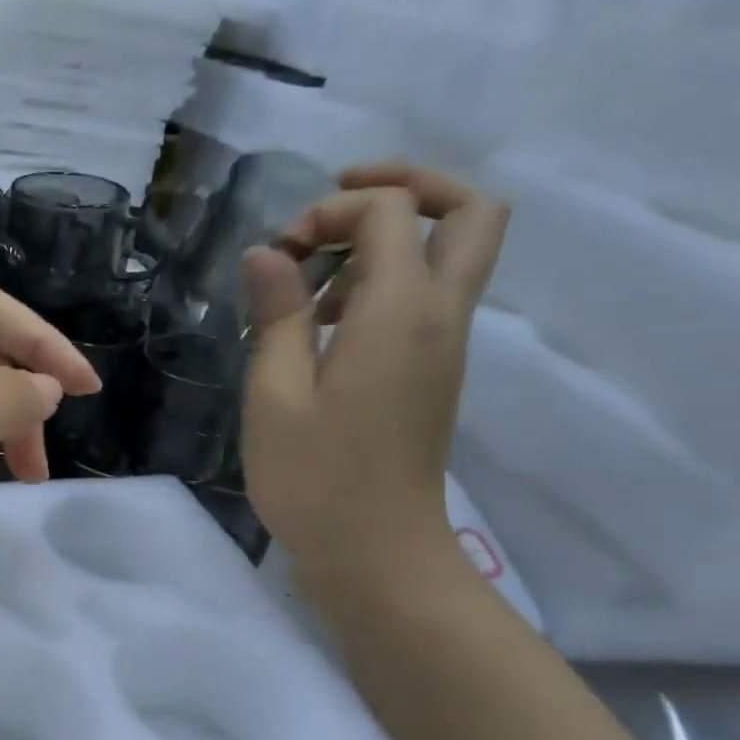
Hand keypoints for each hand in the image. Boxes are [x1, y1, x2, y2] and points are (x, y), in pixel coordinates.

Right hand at [241, 164, 507, 596]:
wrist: (377, 553)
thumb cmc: (314, 478)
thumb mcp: (274, 395)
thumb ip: (276, 315)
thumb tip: (269, 253)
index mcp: (400, 313)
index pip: (391, 212)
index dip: (328, 213)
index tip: (277, 257)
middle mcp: (441, 315)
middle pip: (470, 210)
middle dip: (407, 186)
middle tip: (338, 202)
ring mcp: (446, 344)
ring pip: (455, 250)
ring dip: (391, 237)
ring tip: (316, 278)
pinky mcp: (435, 371)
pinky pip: (431, 295)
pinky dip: (387, 280)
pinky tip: (326, 323)